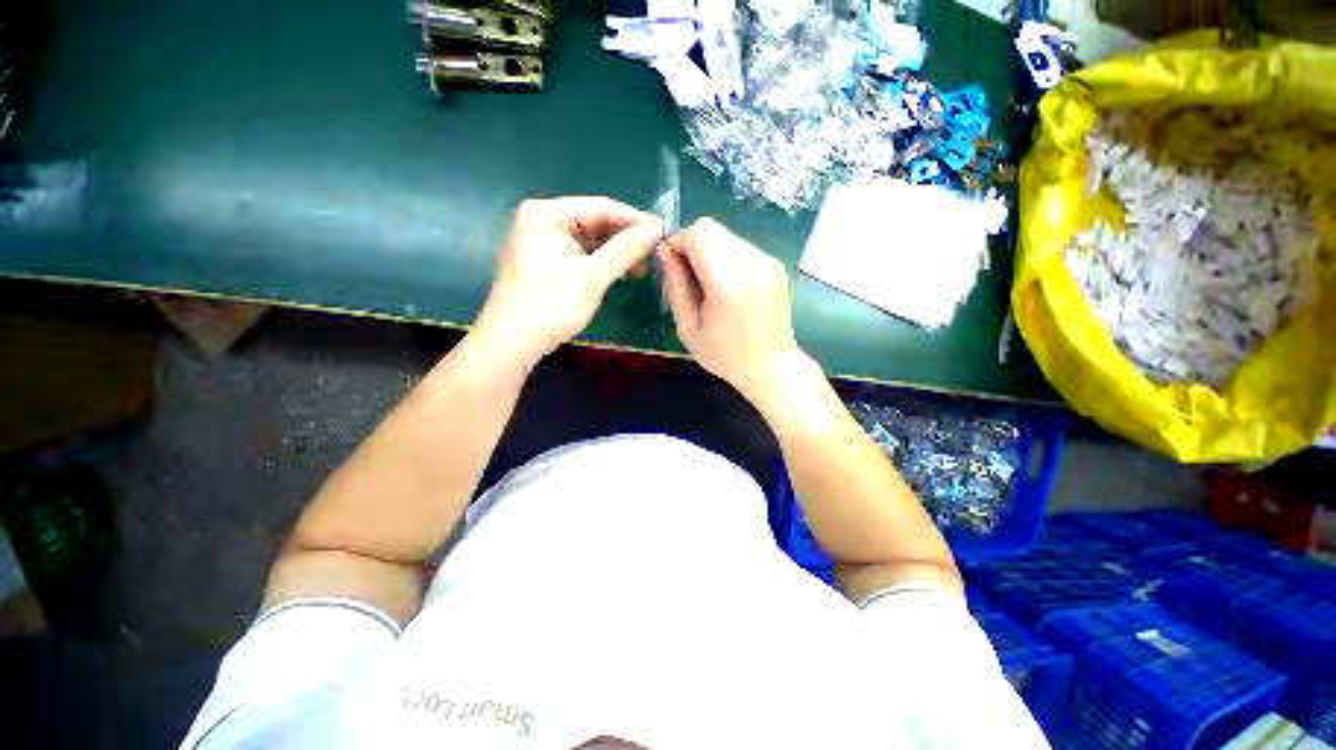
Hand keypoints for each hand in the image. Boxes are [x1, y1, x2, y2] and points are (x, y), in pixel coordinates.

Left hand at [475, 197, 661, 367]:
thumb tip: (658, 228)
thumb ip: (626, 250)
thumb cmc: (551, 306)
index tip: (664, 232)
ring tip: (643, 268)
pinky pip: (583, 255)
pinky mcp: (548, 262)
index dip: (635, 220)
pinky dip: (603, 263)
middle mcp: (544, 221)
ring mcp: (545, 242)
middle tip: (656, 253)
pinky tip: (623, 272)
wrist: (514, 343)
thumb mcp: (592, 276)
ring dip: (617, 253)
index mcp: (547, 214)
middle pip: (596, 222)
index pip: (601, 207)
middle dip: (627, 238)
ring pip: (591, 240)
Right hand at [659, 218, 808, 399]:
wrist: (772, 367)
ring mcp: (768, 261)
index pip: (697, 233)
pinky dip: (727, 259)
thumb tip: (664, 251)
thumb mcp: (689, 329)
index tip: (674, 270)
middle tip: (691, 281)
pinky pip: (741, 248)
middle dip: (693, 247)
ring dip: (710, 253)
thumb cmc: (725, 356)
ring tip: (711, 288)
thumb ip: (676, 286)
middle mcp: (752, 262)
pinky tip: (730, 289)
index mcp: (728, 281)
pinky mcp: (776, 264)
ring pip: (726, 237)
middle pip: (711, 229)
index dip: (678, 245)